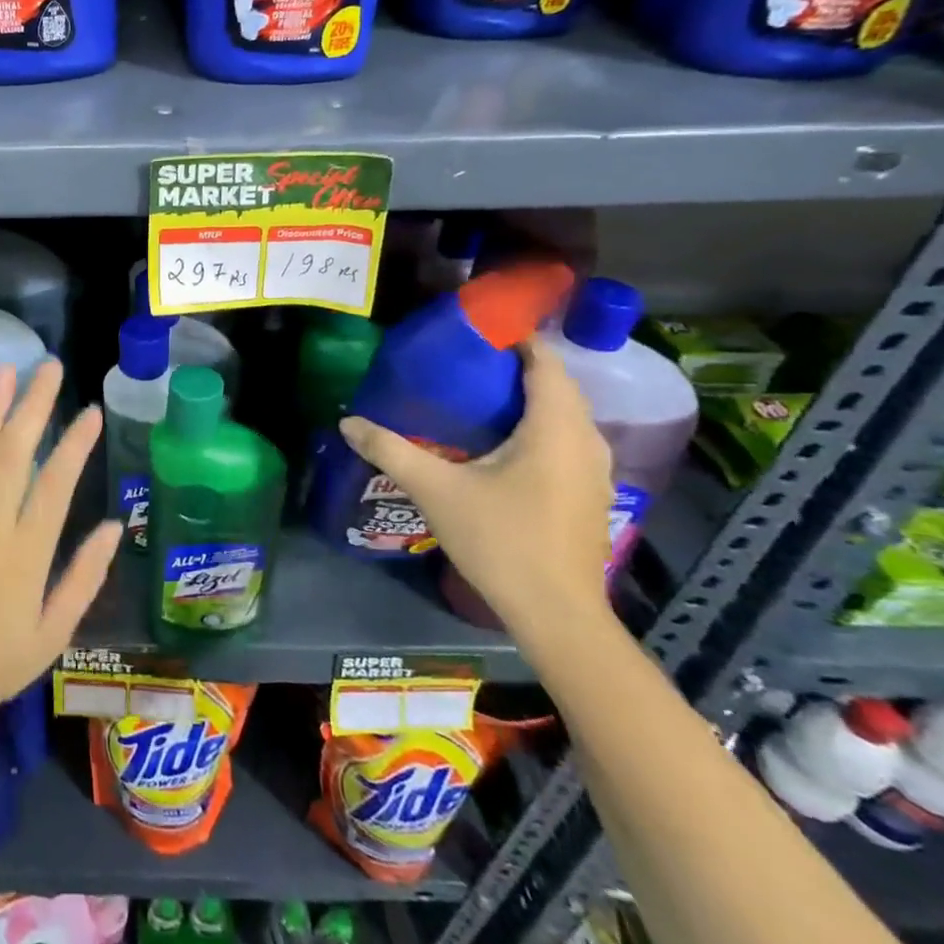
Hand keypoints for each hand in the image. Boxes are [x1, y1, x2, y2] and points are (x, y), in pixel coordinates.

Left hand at [0, 361, 121, 731]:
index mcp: (26, 551)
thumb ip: (84, 577)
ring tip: (6, 372)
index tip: (92, 413)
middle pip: (13, 453)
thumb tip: (115, 527)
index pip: (56, 482)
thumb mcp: (54, 632)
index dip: (76, 444)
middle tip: (49, 368)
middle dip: (34, 406)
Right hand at [339, 337, 613, 636]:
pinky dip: (539, 428)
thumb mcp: (436, 491)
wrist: (557, 615)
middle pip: (557, 386)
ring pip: (565, 417)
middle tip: (465, 361)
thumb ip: (390, 450)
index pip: (545, 362)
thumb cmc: (502, 541)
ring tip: (479, 396)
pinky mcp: (591, 495)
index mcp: (555, 428)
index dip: (517, 338)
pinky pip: (567, 442)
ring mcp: (595, 471)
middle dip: (516, 367)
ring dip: (530, 400)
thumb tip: (348, 421)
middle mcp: (586, 441)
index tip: (476, 328)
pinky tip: (502, 445)